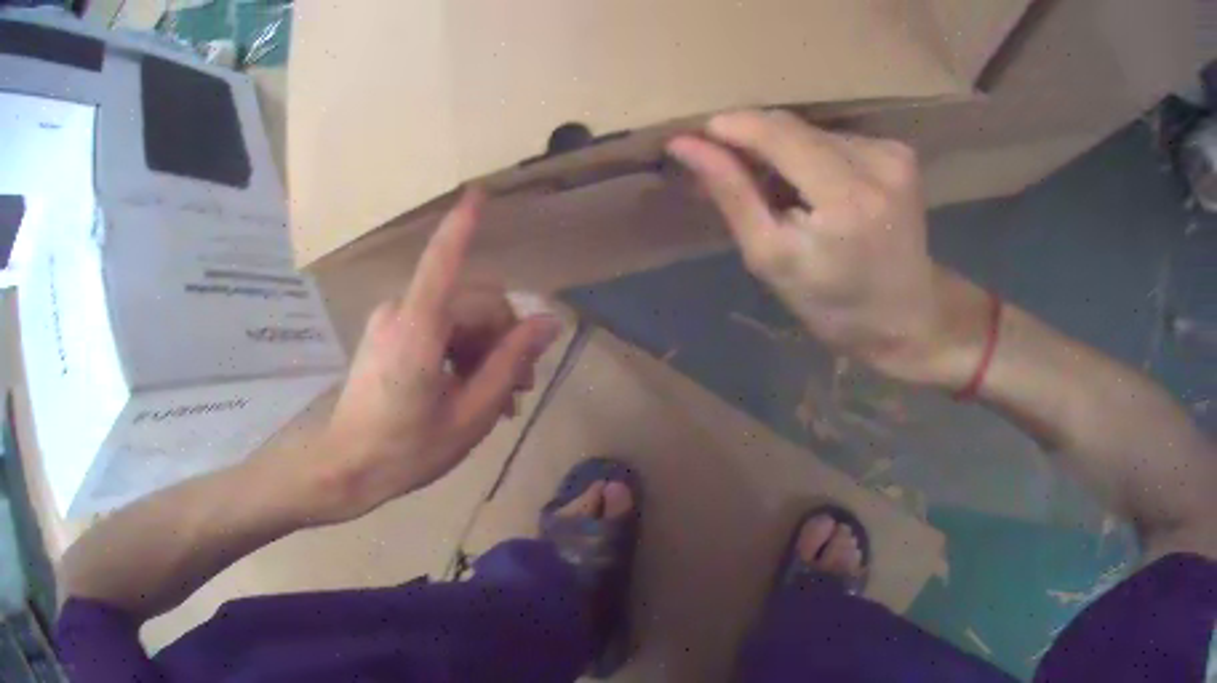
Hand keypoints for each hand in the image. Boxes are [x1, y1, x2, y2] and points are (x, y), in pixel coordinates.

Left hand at [308, 190, 560, 522]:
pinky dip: (459, 351)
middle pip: (470, 302)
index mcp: (418, 329)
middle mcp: (400, 311)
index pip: (443, 262)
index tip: (479, 192)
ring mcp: (389, 321)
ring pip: (455, 316)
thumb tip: (546, 322)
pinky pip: (435, 327)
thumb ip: (509, 364)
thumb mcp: (470, 416)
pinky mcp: (385, 333)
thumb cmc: (407, 451)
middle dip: (502, 338)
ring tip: (499, 399)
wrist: (346, 469)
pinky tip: (470, 389)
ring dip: (483, 349)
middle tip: (519, 390)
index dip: (462, 226)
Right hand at [667, 110, 986, 385]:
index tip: (696, 138)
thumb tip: (684, 144)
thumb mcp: (772, 258)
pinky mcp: (900, 152)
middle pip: (794, 127)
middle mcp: (878, 164)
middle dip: (755, 143)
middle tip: (730, 172)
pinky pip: (836, 138)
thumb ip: (732, 193)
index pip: (778, 133)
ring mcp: (895, 154)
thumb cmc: (835, 304)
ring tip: (782, 192)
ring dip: (786, 152)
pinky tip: (817, 189)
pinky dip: (815, 156)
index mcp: (847, 200)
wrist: (908, 316)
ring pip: (813, 131)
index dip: (732, 127)